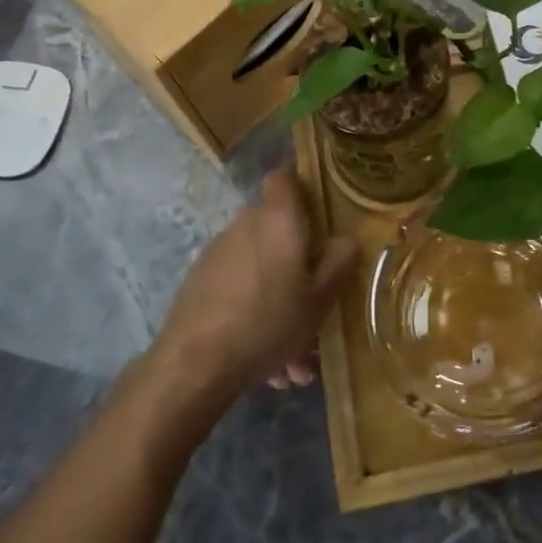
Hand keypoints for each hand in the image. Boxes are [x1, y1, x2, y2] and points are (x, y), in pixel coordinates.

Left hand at [153, 169, 356, 402]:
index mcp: (278, 219)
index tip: (318, 210)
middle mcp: (246, 224)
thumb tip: (345, 239)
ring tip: (292, 358)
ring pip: (260, 268)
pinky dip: (254, 315)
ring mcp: (218, 251)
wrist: (195, 362)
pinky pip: (239, 289)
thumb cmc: (269, 320)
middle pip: (276, 228)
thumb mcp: (320, 298)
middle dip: (297, 263)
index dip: (300, 186)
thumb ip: (338, 262)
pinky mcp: (200, 280)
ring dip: (278, 300)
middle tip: (314, 302)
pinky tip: (266, 366)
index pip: (285, 177)